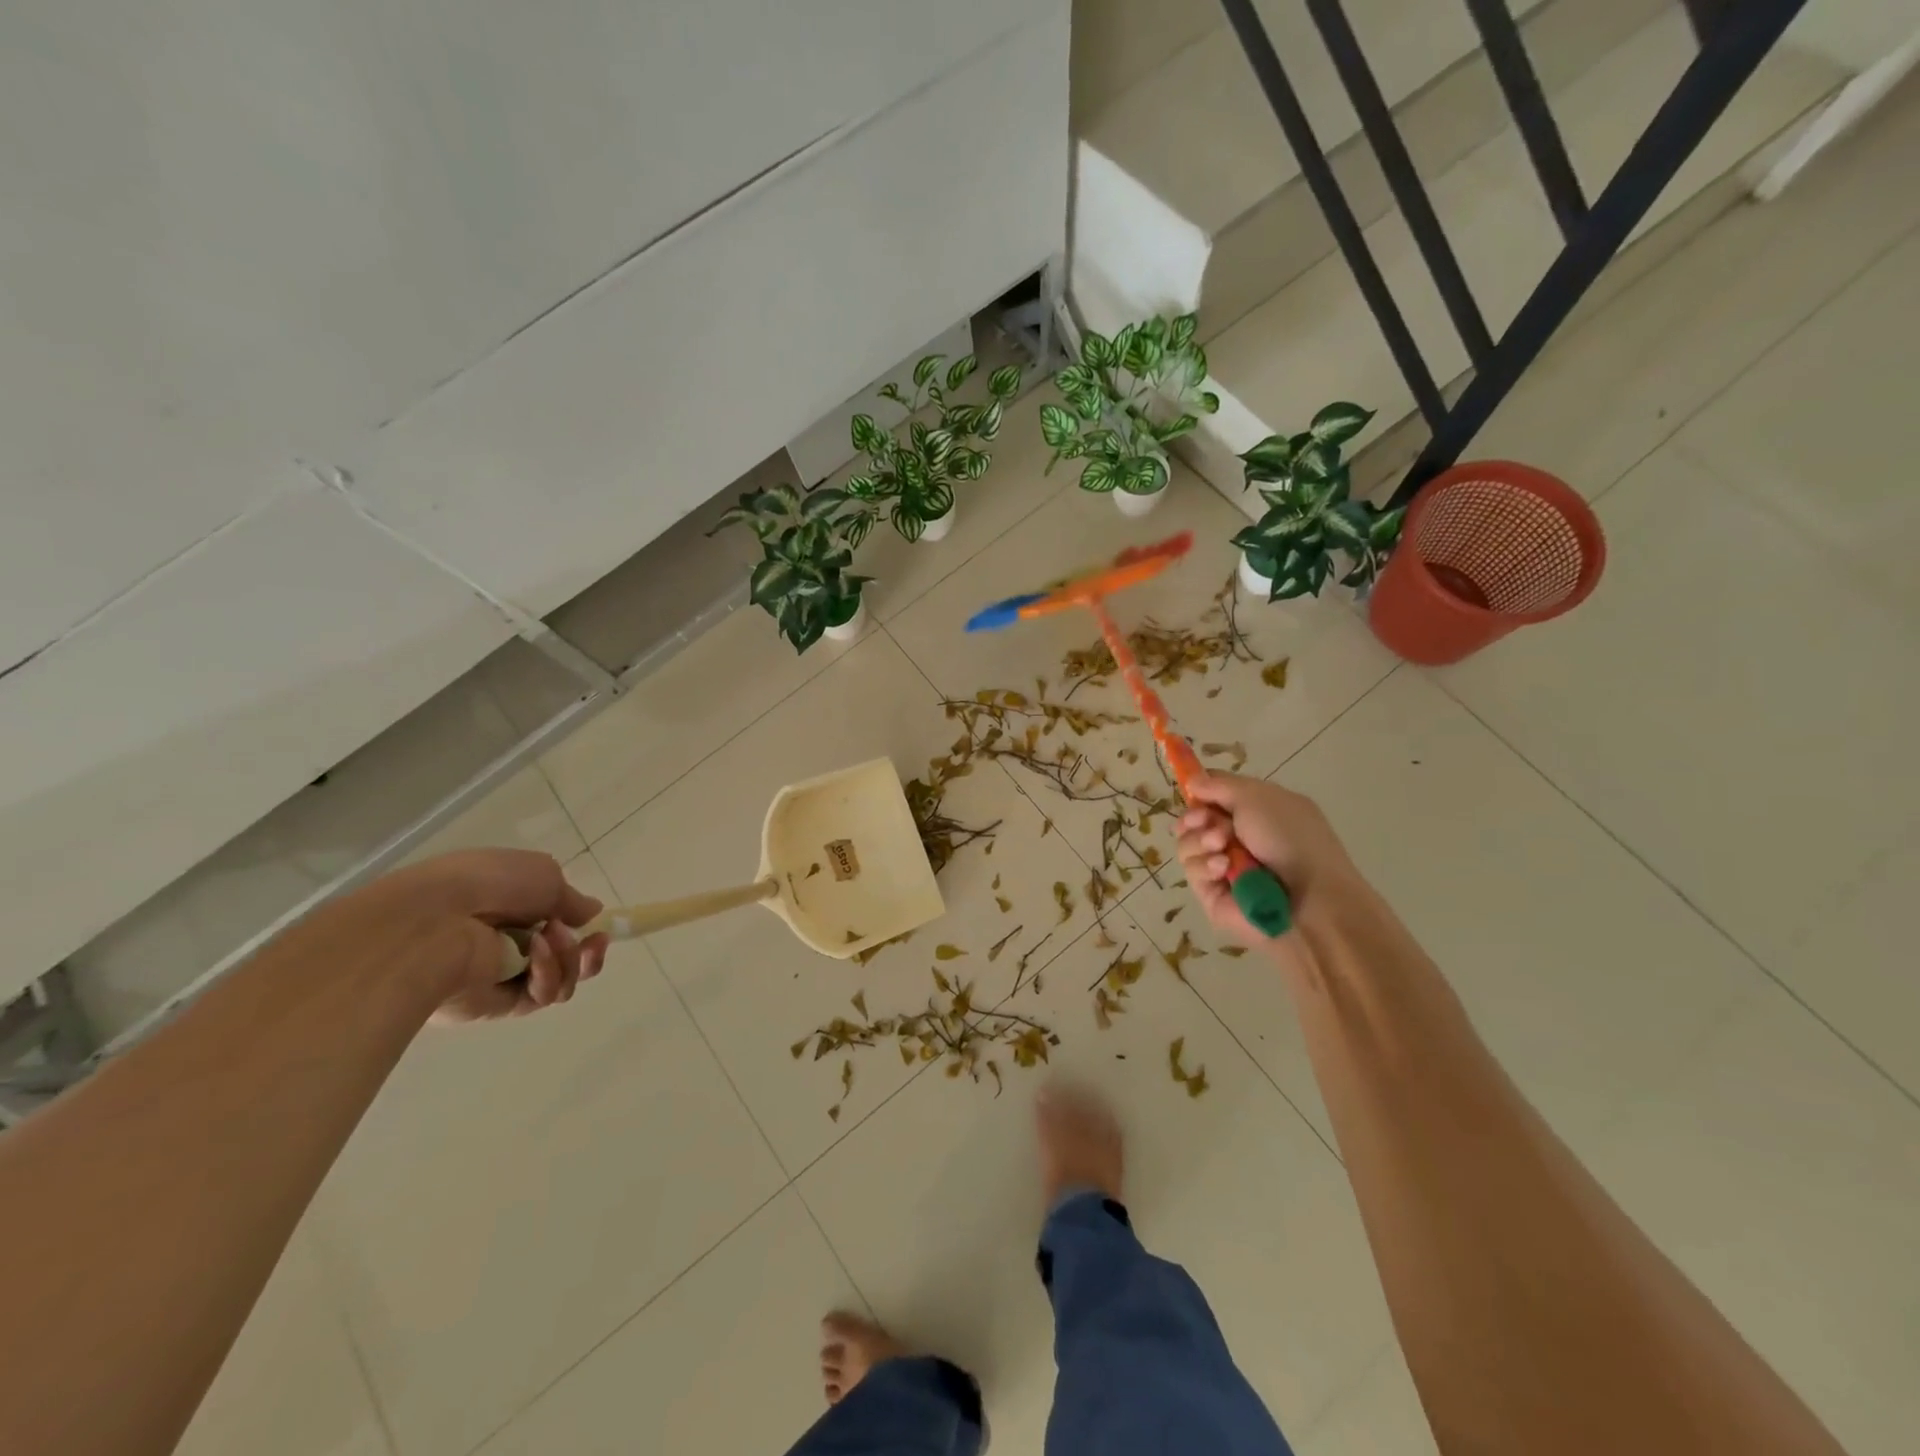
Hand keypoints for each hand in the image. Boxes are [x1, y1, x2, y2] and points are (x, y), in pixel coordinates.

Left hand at [324, 850, 610, 1023]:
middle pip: (564, 956)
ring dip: (568, 959)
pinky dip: (548, 975)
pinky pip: (540, 997)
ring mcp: (501, 975)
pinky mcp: (496, 1006)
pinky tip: (536, 956)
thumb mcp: (545, 874)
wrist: (434, 923)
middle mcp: (506, 941)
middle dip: (585, 950)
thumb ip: (572, 899)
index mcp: (509, 905)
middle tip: (594, 944)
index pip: (554, 922)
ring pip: (559, 978)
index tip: (598, 927)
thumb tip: (590, 913)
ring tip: (551, 941)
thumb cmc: (490, 884)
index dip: (581, 926)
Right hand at [1176, 773, 1364, 945]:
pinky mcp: (1212, 893)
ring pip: (1187, 844)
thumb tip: (1192, 780)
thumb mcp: (1258, 797)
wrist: (1309, 898)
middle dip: (1195, 818)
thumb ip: (1219, 784)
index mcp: (1254, 811)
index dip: (1199, 792)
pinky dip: (1205, 866)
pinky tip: (1223, 869)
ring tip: (1221, 847)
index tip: (1195, 792)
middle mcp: (1237, 837)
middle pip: (1193, 820)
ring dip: (1200, 841)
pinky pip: (1193, 872)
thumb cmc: (1290, 839)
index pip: (1213, 796)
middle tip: (1203, 821)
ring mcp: (1223, 866)